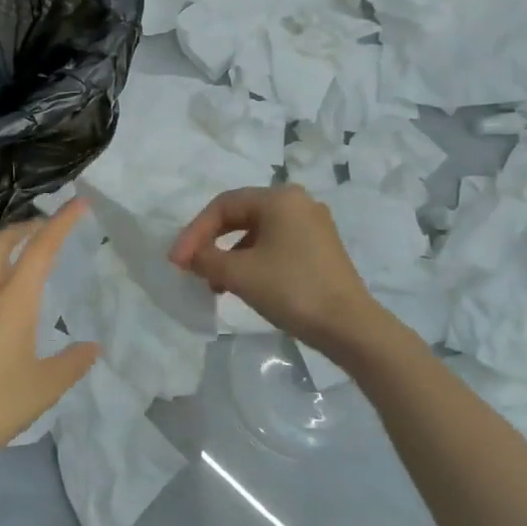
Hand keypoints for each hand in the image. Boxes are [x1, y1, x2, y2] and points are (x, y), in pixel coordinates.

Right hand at [168, 185, 382, 354]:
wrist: (349, 327)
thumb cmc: (292, 290)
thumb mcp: (239, 274)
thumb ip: (206, 259)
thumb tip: (189, 257)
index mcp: (279, 198)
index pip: (223, 205)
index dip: (194, 232)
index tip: (177, 261)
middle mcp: (298, 203)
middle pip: (240, 215)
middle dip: (211, 241)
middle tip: (191, 267)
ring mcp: (313, 225)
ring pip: (257, 232)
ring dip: (230, 255)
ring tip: (215, 284)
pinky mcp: (320, 248)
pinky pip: (275, 245)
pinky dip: (252, 260)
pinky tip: (243, 285)